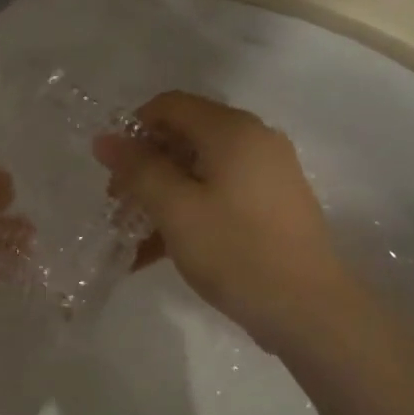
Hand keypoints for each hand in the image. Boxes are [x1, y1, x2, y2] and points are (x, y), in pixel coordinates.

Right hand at [94, 91, 348, 351]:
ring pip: (199, 170)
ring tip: (132, 234)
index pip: (170, 105)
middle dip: (144, 167)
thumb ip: (138, 169)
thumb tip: (105, 138)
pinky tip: (157, 251)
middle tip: (118, 205)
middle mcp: (254, 141)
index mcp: (232, 130)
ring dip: (161, 195)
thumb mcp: (175, 210)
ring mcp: (267, 174)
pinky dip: (187, 212)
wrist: (308, 309)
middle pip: (184, 137)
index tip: (111, 168)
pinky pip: (218, 194)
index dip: (133, 129)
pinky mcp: (271, 205)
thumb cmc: (235, 251)